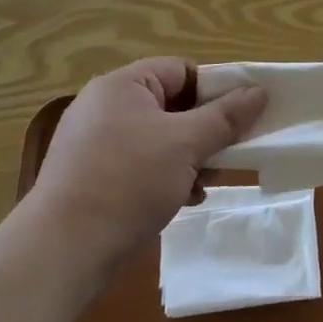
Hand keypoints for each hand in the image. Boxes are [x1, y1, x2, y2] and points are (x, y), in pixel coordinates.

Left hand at [29, 58, 266, 273]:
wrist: (62, 250)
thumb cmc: (128, 181)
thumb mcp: (186, 144)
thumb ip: (226, 116)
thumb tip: (259, 91)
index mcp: (122, 85)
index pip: (181, 70)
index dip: (213, 90)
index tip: (238, 118)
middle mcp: (105, 107)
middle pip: (171, 105)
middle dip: (204, 130)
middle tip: (227, 153)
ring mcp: (95, 144)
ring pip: (159, 138)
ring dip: (188, 157)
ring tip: (205, 183)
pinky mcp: (91, 177)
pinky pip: (140, 164)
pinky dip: (165, 176)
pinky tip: (182, 199)